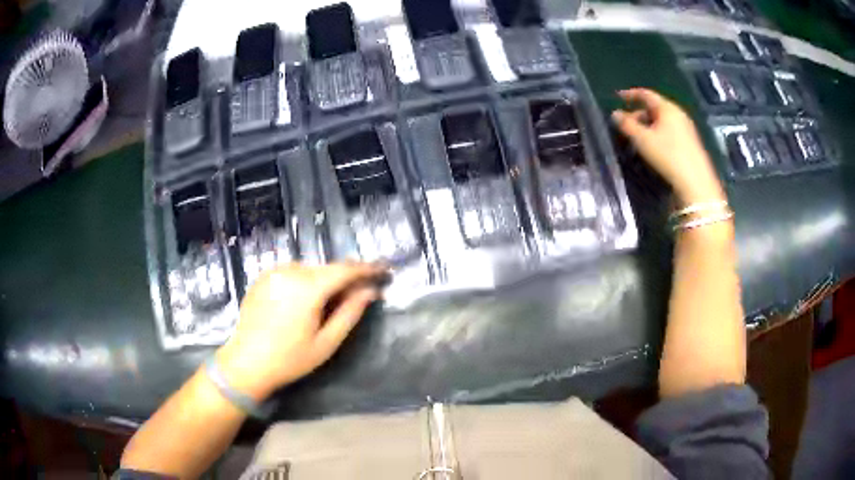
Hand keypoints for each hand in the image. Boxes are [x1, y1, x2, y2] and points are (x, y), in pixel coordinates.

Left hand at [216, 262, 387, 400]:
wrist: (245, 363)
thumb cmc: (289, 359)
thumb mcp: (326, 342)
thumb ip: (350, 313)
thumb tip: (370, 291)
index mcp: (308, 288)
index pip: (345, 270)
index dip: (367, 269)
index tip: (384, 270)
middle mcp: (290, 271)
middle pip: (328, 268)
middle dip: (347, 277)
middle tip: (363, 291)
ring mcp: (274, 272)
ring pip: (311, 269)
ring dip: (326, 280)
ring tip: (333, 300)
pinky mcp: (263, 277)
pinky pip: (293, 272)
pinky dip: (306, 280)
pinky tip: (305, 301)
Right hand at [612, 88, 724, 204]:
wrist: (695, 182)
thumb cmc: (668, 155)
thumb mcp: (643, 139)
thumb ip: (627, 125)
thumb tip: (615, 114)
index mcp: (667, 108)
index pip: (646, 94)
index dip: (630, 94)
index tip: (617, 97)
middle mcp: (678, 114)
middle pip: (655, 108)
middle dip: (638, 113)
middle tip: (626, 125)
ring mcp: (686, 128)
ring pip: (662, 120)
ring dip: (648, 125)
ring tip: (638, 137)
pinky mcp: (690, 142)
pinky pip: (670, 130)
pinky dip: (658, 133)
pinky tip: (653, 146)